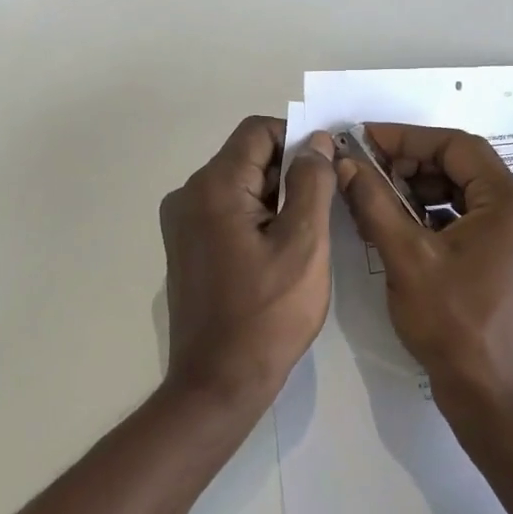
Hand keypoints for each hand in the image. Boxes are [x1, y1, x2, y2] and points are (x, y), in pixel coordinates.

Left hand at [160, 116, 337, 411]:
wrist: (219, 382)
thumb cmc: (268, 314)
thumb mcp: (304, 244)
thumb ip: (312, 183)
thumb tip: (316, 141)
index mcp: (214, 186)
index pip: (259, 131)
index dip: (298, 139)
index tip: (329, 168)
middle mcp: (189, 195)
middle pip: (248, 157)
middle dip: (291, 171)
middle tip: (327, 207)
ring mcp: (183, 223)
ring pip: (241, 186)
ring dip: (277, 198)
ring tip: (308, 235)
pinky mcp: (188, 247)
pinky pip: (228, 212)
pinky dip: (258, 218)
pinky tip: (281, 252)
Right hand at [336, 124, 512, 426]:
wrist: (493, 395)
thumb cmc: (454, 324)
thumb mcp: (406, 257)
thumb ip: (374, 203)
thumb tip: (346, 163)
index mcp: (511, 200)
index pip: (455, 146)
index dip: (405, 138)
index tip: (363, 138)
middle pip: (461, 166)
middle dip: (410, 164)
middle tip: (365, 171)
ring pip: (462, 193)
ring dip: (418, 190)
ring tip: (375, 199)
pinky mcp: (509, 256)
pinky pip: (468, 218)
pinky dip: (433, 216)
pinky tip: (398, 226)